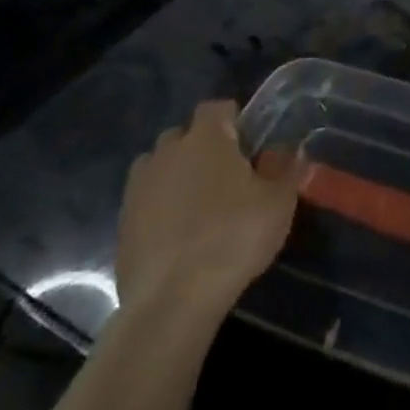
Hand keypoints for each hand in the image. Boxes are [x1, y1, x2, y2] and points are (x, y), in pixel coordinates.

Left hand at [115, 100, 296, 315]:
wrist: (171, 302)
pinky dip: (158, 210)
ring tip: (197, 206)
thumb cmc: (232, 239)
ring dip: (175, 176)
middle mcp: (168, 152)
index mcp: (206, 137)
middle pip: (184, 135)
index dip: (233, 120)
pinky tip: (176, 237)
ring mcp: (139, 188)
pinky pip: (144, 202)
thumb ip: (286, 168)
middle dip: (201, 148)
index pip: (216, 107)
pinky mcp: (122, 224)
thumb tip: (286, 150)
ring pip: (159, 167)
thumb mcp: (278, 202)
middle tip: (225, 177)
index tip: (248, 144)